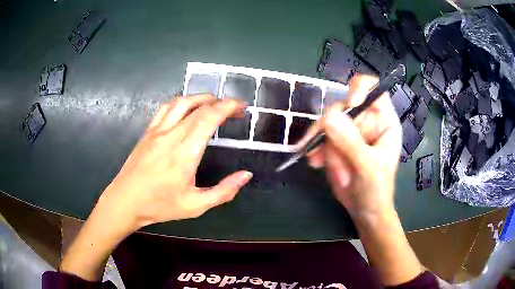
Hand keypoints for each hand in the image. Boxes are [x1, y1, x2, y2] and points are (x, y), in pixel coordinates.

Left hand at [98, 94, 252, 229]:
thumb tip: (246, 175)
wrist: (125, 201)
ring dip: (201, 98)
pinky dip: (182, 102)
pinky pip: (166, 108)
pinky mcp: (148, 132)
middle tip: (235, 109)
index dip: (228, 107)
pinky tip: (187, 109)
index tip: (242, 107)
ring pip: (181, 102)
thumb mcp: (195, 206)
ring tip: (214, 103)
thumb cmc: (160, 205)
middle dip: (221, 102)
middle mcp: (171, 135)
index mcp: (184, 153)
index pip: (209, 118)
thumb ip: (224, 191)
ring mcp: (157, 131)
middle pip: (199, 107)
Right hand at [306, 75, 401, 217]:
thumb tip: (329, 117)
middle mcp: (367, 121)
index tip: (351, 103)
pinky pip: (321, 134)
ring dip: (320, 139)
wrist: (363, 210)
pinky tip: (316, 162)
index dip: (362, 89)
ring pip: (329, 120)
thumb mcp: (367, 167)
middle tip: (326, 145)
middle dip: (333, 124)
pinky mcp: (336, 141)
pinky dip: (315, 147)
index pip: (376, 91)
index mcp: (384, 122)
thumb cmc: (376, 189)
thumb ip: (351, 143)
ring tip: (318, 160)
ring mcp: (350, 131)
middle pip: (345, 105)